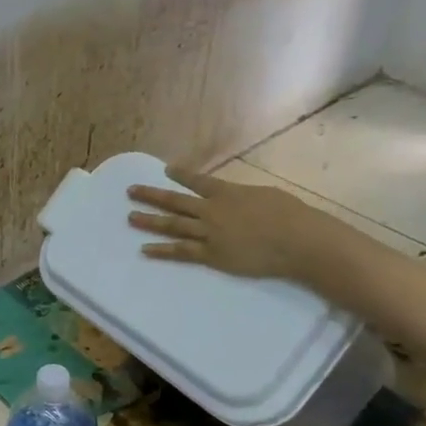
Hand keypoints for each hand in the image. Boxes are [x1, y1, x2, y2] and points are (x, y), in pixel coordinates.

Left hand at [126, 168, 322, 278]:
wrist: (296, 240)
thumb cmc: (289, 214)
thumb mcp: (264, 194)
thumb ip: (243, 195)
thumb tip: (235, 196)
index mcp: (226, 192)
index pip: (197, 181)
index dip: (181, 175)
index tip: (166, 170)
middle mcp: (211, 210)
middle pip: (174, 201)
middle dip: (151, 195)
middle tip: (130, 191)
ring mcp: (208, 233)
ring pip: (172, 225)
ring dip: (149, 221)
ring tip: (129, 217)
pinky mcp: (210, 255)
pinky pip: (180, 252)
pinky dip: (161, 250)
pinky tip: (144, 249)